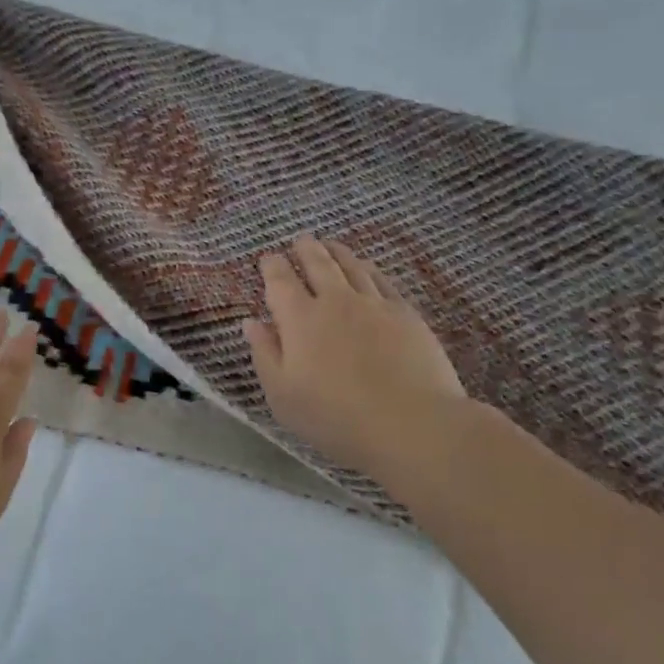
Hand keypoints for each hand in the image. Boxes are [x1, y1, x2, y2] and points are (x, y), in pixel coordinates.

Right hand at [243, 236, 466, 484]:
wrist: (412, 425)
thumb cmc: (335, 416)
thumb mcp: (282, 395)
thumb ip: (264, 354)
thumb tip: (251, 322)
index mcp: (299, 319)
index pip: (280, 281)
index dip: (272, 266)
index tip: (268, 258)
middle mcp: (335, 302)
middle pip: (318, 264)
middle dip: (306, 249)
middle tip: (300, 239)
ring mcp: (374, 305)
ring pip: (352, 267)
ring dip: (337, 252)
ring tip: (330, 244)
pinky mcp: (406, 315)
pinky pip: (383, 281)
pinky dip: (369, 269)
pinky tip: (367, 268)